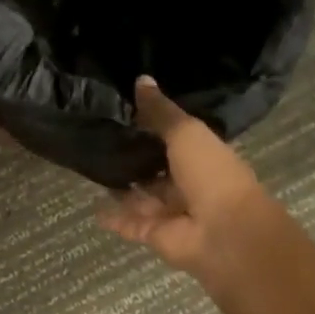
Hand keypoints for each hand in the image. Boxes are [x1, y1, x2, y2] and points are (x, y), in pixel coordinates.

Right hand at [97, 78, 272, 277]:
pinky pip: (128, 223)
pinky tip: (91, 206)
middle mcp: (188, 184)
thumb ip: (160, 111)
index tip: (123, 112)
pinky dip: (112, 217)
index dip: (152, 127)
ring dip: (121, 187)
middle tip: (99, 140)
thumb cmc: (212, 175)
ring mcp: (171, 212)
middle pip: (156, 169)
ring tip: (90, 168)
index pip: (174, 139)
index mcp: (203, 157)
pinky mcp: (153, 234)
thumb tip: (141, 79)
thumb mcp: (186, 133)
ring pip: (141, 196)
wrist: (224, 233)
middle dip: (134, 158)